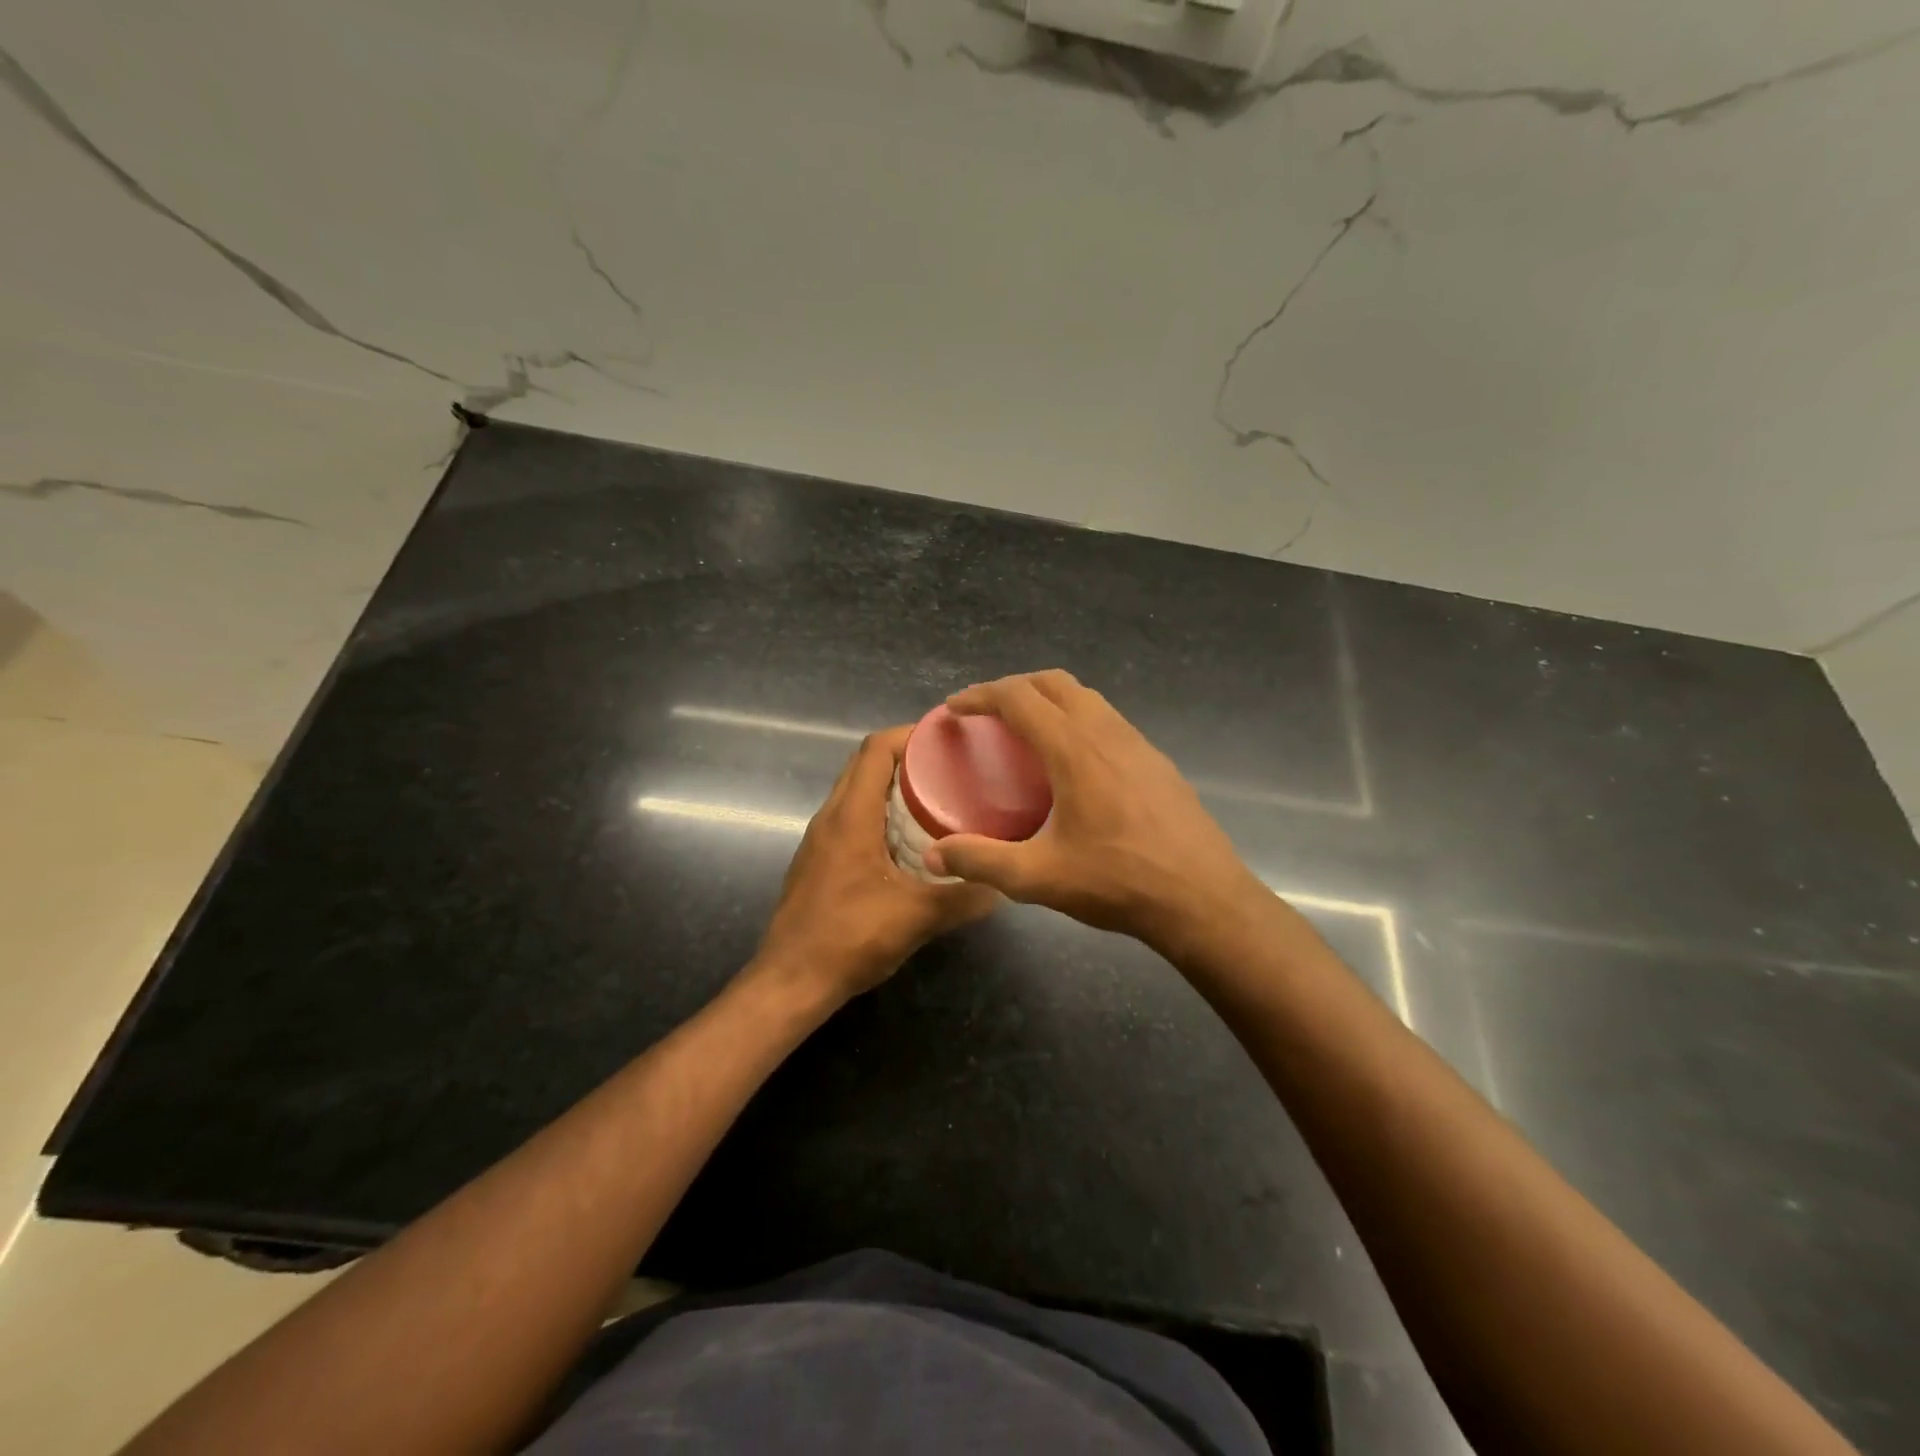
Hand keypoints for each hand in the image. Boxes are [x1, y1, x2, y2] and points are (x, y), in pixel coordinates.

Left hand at [753, 726, 999, 1006]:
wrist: (790, 981)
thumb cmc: (850, 939)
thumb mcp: (917, 918)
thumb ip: (963, 899)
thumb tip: (1002, 886)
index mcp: (850, 817)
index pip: (875, 750)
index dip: (910, 734)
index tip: (947, 738)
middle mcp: (830, 818)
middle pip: (864, 765)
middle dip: (906, 757)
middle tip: (951, 768)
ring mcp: (820, 840)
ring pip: (856, 792)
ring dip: (891, 786)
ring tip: (937, 799)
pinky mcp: (818, 861)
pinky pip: (851, 819)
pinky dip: (879, 813)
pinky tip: (908, 841)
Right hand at [921, 671, 1268, 952]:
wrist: (1203, 898)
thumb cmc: (1118, 882)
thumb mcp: (1039, 877)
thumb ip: (981, 861)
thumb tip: (933, 856)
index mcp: (1073, 748)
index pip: (1018, 698)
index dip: (981, 695)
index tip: (955, 707)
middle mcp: (1106, 732)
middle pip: (1053, 683)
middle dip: (1013, 687)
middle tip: (986, 713)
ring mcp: (1137, 743)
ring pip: (1086, 697)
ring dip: (1049, 699)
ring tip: (1025, 731)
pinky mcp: (1156, 761)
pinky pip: (1107, 719)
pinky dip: (1077, 719)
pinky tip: (1073, 762)